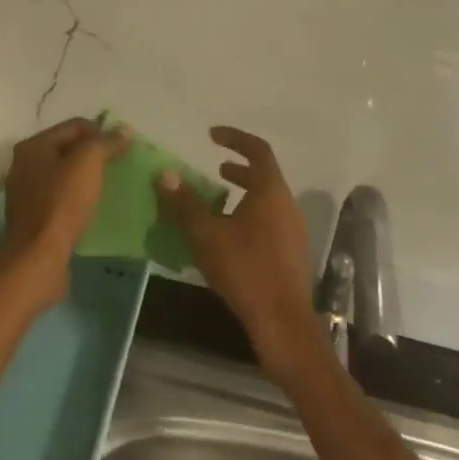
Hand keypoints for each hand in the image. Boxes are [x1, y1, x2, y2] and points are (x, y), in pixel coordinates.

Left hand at [0, 117, 129, 312]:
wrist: (38, 259)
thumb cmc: (62, 204)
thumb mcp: (87, 164)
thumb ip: (105, 142)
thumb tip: (124, 129)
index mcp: (33, 146)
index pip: (74, 126)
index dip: (102, 131)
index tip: (125, 147)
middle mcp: (25, 165)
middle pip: (68, 149)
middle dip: (94, 155)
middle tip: (120, 165)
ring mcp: (26, 193)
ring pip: (64, 175)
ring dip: (87, 178)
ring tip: (111, 186)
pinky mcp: (33, 219)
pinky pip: (61, 198)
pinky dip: (78, 198)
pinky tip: (94, 208)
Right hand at [156, 126, 322, 382]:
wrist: (283, 324)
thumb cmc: (245, 270)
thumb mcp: (206, 235)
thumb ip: (184, 203)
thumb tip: (165, 174)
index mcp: (271, 191)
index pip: (257, 150)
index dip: (235, 138)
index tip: (212, 135)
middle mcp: (287, 205)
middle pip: (264, 175)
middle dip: (239, 168)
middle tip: (215, 168)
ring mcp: (293, 230)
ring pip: (267, 199)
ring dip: (243, 193)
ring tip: (217, 201)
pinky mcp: (291, 253)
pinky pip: (269, 219)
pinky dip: (249, 214)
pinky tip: (229, 235)